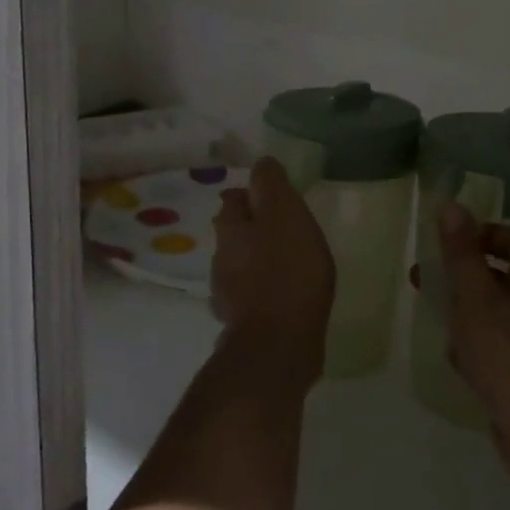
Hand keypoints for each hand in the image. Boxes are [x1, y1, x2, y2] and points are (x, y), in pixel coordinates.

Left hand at [210, 157, 335, 392]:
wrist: (277, 346)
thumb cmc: (287, 272)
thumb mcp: (285, 215)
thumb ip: (272, 186)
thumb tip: (262, 163)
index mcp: (231, 228)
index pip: (234, 198)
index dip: (253, 195)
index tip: (276, 198)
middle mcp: (221, 258)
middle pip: (233, 233)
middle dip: (253, 227)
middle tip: (285, 229)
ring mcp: (228, 294)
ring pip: (240, 264)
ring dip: (258, 259)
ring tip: (288, 262)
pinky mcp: (242, 323)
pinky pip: (251, 295)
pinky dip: (264, 290)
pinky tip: (284, 295)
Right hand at [431, 203, 509, 509]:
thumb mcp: (477, 300)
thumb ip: (462, 255)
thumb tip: (452, 206)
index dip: (482, 234)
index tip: (447, 246)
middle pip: (500, 277)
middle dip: (461, 278)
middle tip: (423, 282)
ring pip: (495, 317)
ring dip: (465, 318)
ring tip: (439, 327)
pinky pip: (498, 353)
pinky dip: (476, 353)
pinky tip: (459, 368)